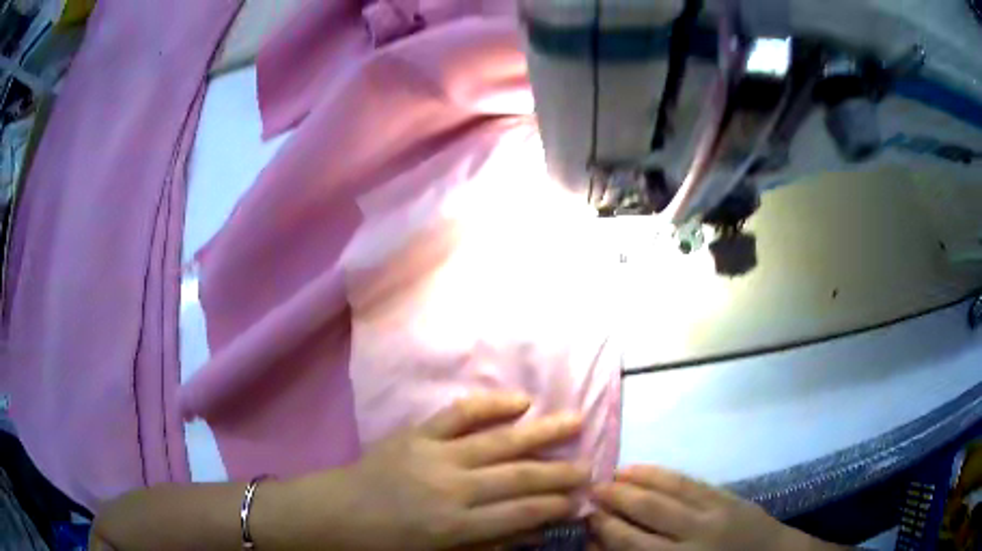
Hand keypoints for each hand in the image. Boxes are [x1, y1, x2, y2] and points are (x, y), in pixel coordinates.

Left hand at [274, 393, 588, 550]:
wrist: (337, 513)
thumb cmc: (388, 544)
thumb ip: (487, 544)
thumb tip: (532, 531)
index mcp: (456, 525)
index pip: (521, 513)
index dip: (555, 505)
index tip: (581, 499)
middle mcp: (453, 487)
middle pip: (518, 476)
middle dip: (559, 471)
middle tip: (591, 465)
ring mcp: (435, 455)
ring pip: (499, 441)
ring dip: (541, 432)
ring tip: (575, 420)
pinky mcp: (417, 433)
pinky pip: (459, 414)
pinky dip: (491, 404)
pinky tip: (521, 400)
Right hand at [589, 466, 829, 550]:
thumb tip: (602, 543)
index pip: (632, 543)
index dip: (605, 527)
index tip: (585, 515)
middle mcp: (694, 535)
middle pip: (647, 512)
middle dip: (615, 500)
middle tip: (590, 490)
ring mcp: (712, 510)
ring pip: (667, 491)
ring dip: (635, 481)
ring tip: (611, 475)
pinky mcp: (725, 495)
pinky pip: (689, 481)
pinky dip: (663, 473)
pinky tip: (644, 469)